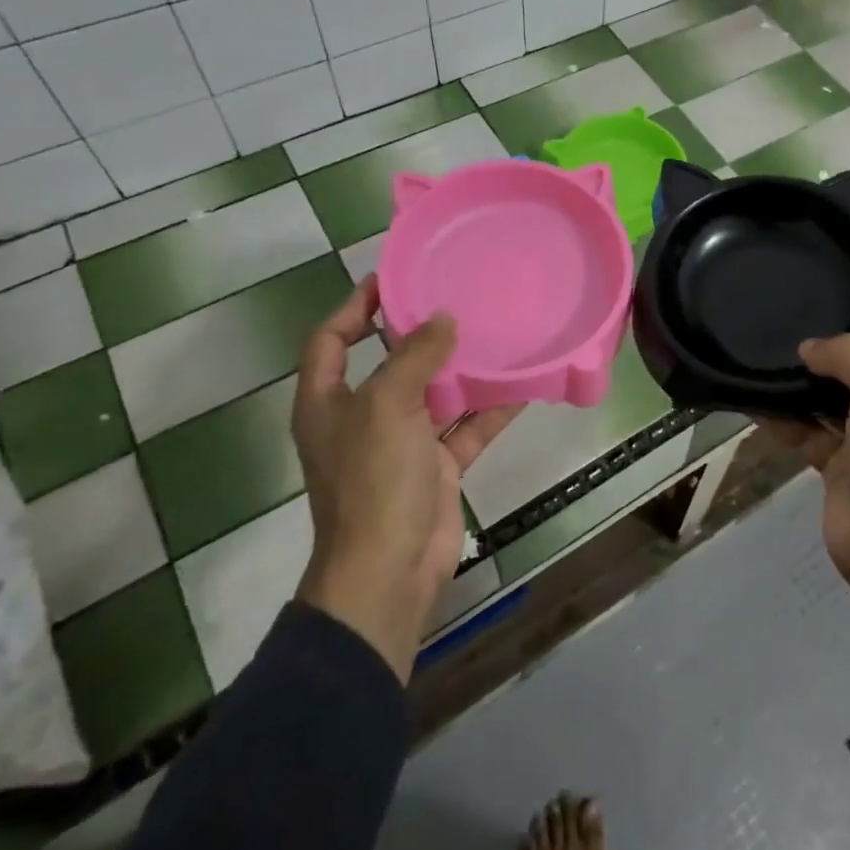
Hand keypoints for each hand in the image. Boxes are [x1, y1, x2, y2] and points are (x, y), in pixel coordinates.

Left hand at [291, 277, 521, 682]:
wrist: (389, 571)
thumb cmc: (373, 480)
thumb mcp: (387, 405)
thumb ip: (415, 356)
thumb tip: (442, 319)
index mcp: (327, 401)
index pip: (331, 339)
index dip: (355, 306)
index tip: (391, 278)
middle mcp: (360, 418)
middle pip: (388, 363)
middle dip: (419, 334)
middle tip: (456, 298)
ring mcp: (399, 445)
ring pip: (433, 395)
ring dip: (460, 370)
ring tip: (493, 331)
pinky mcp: (434, 468)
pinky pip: (465, 428)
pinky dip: (489, 410)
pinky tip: (521, 386)